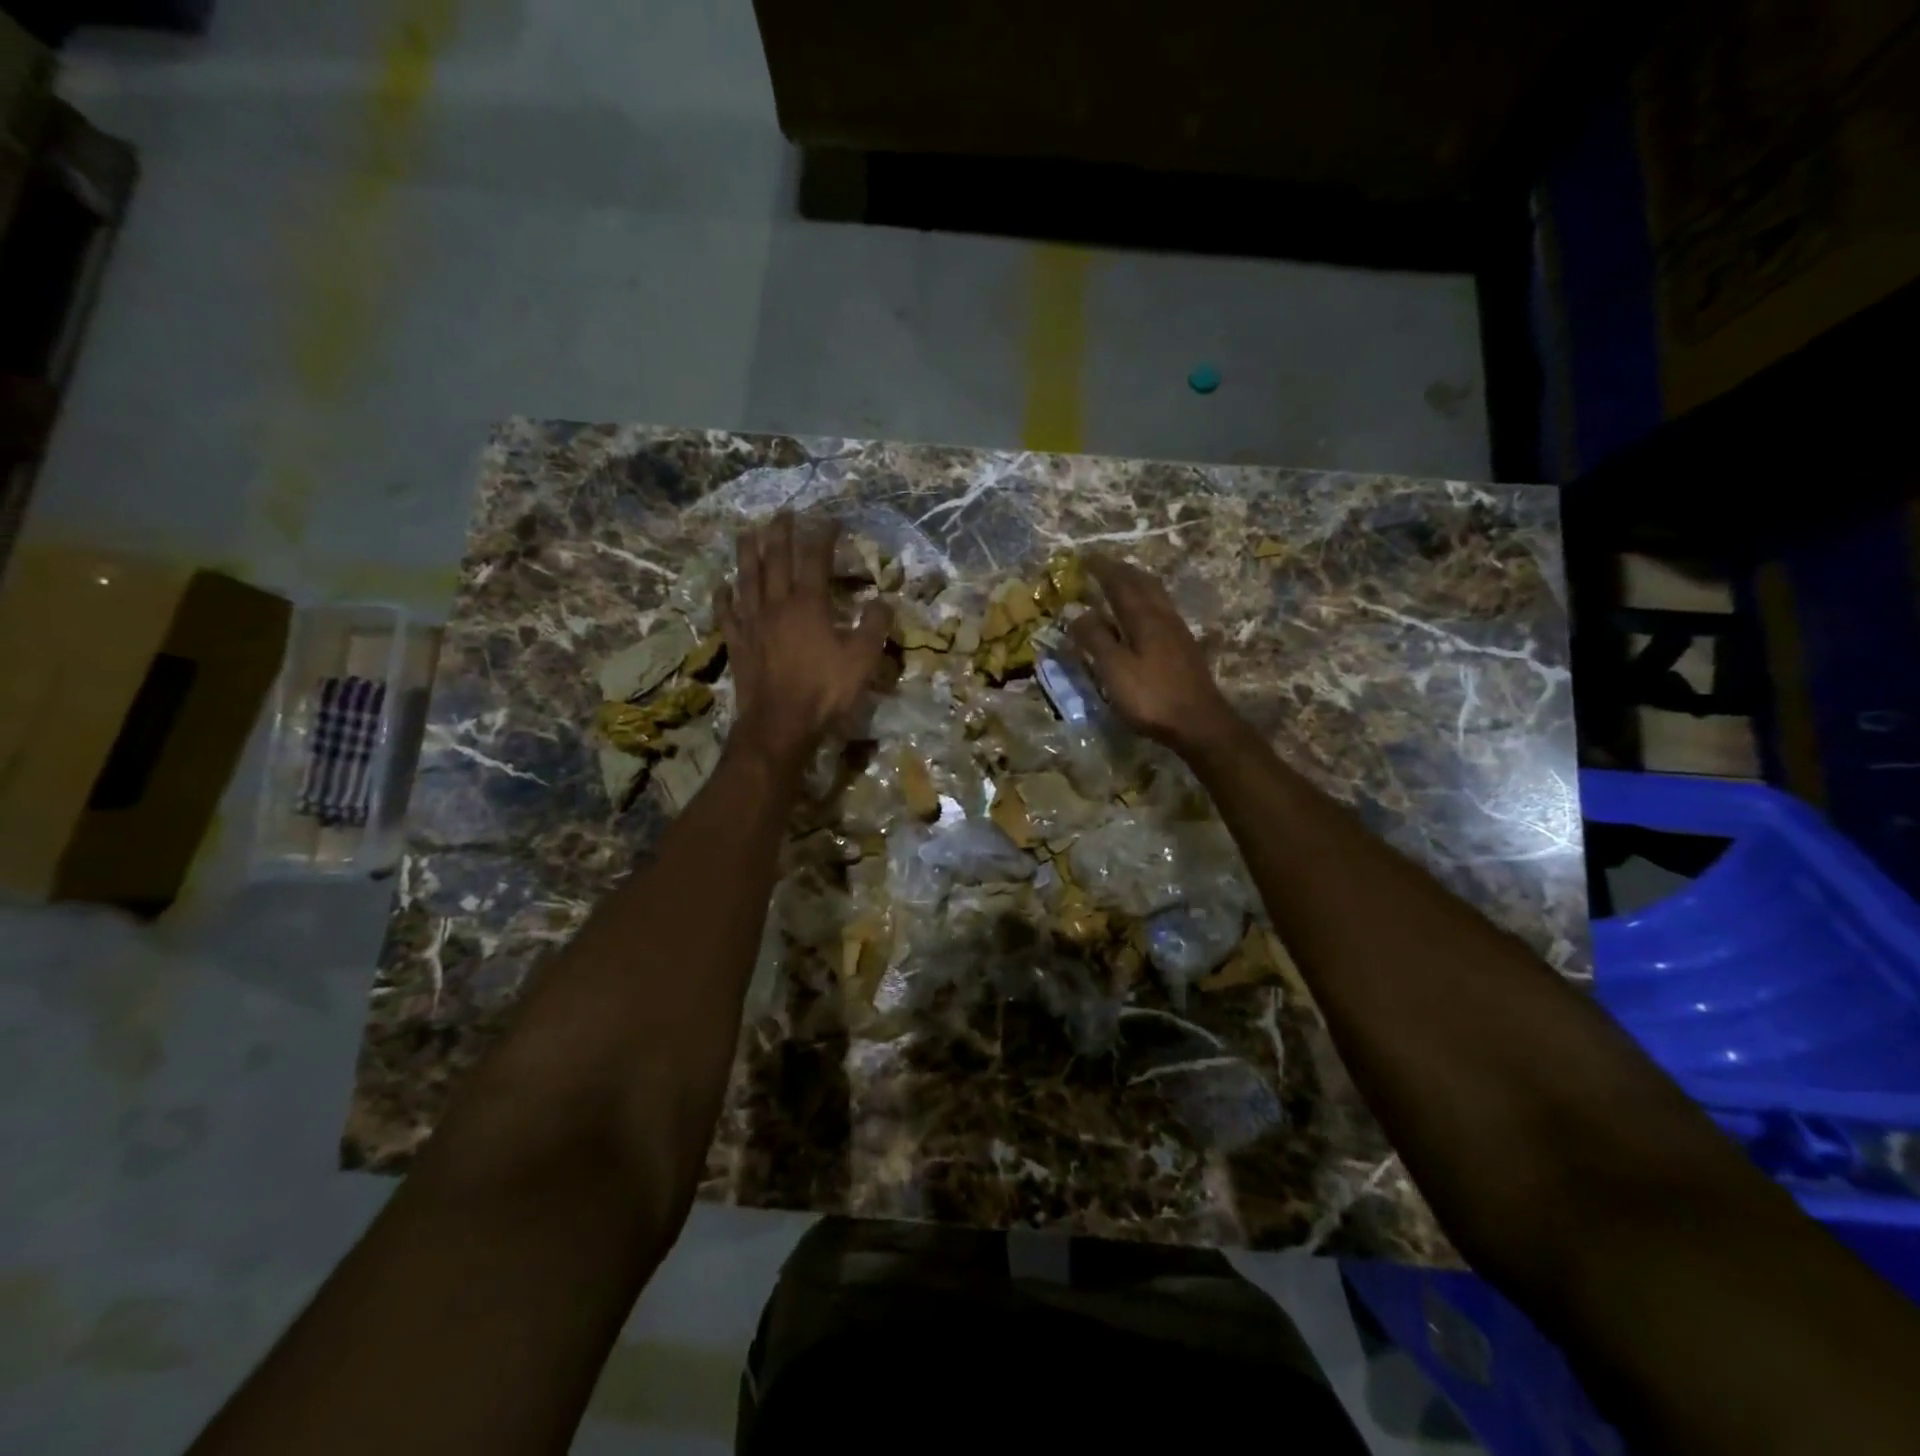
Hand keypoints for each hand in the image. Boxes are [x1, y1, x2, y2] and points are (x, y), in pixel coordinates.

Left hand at [715, 513, 890, 773]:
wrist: (779, 724)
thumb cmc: (824, 691)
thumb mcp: (862, 660)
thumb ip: (874, 626)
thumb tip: (883, 600)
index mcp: (808, 605)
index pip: (815, 559)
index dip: (822, 536)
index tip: (830, 518)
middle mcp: (776, 605)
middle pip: (775, 560)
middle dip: (780, 533)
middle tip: (783, 513)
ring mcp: (752, 623)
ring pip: (747, 579)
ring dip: (747, 553)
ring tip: (746, 532)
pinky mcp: (737, 644)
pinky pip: (727, 614)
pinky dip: (723, 598)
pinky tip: (722, 586)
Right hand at [1067, 555, 1238, 754]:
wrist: (1199, 722)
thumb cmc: (1151, 697)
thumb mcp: (1114, 670)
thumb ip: (1095, 639)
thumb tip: (1077, 613)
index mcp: (1144, 618)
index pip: (1120, 583)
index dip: (1102, 569)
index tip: (1085, 558)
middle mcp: (1162, 616)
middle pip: (1142, 582)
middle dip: (1121, 570)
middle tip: (1102, 566)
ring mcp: (1177, 631)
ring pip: (1155, 594)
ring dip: (1136, 582)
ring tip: (1120, 582)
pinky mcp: (1183, 646)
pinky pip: (1161, 609)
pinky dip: (1145, 600)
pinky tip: (1141, 614)